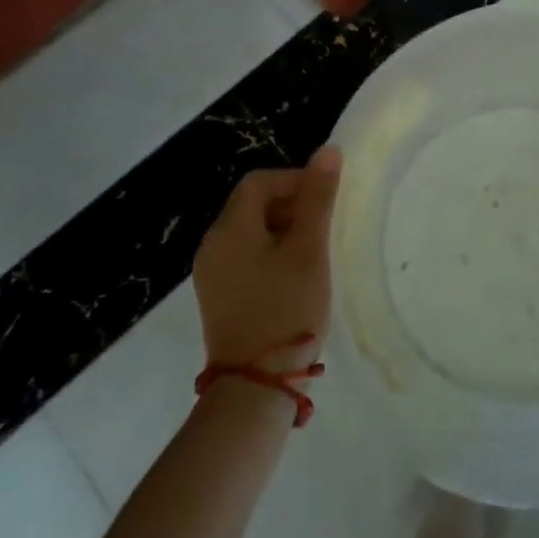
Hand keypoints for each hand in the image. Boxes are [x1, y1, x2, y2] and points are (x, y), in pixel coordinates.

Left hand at [193, 148, 340, 372]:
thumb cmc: (287, 309)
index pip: (259, 182)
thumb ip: (318, 197)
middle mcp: (212, 246)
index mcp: (229, 229)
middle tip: (323, 227)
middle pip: (252, 204)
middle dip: (291, 205)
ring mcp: (211, 275)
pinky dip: (271, 254)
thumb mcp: (309, 249)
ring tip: (314, 253)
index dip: (295, 180)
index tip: (325, 200)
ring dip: (283, 231)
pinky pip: (245, 258)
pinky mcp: (218, 298)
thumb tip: (327, 150)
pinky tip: (294, 276)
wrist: (256, 387)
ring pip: (250, 232)